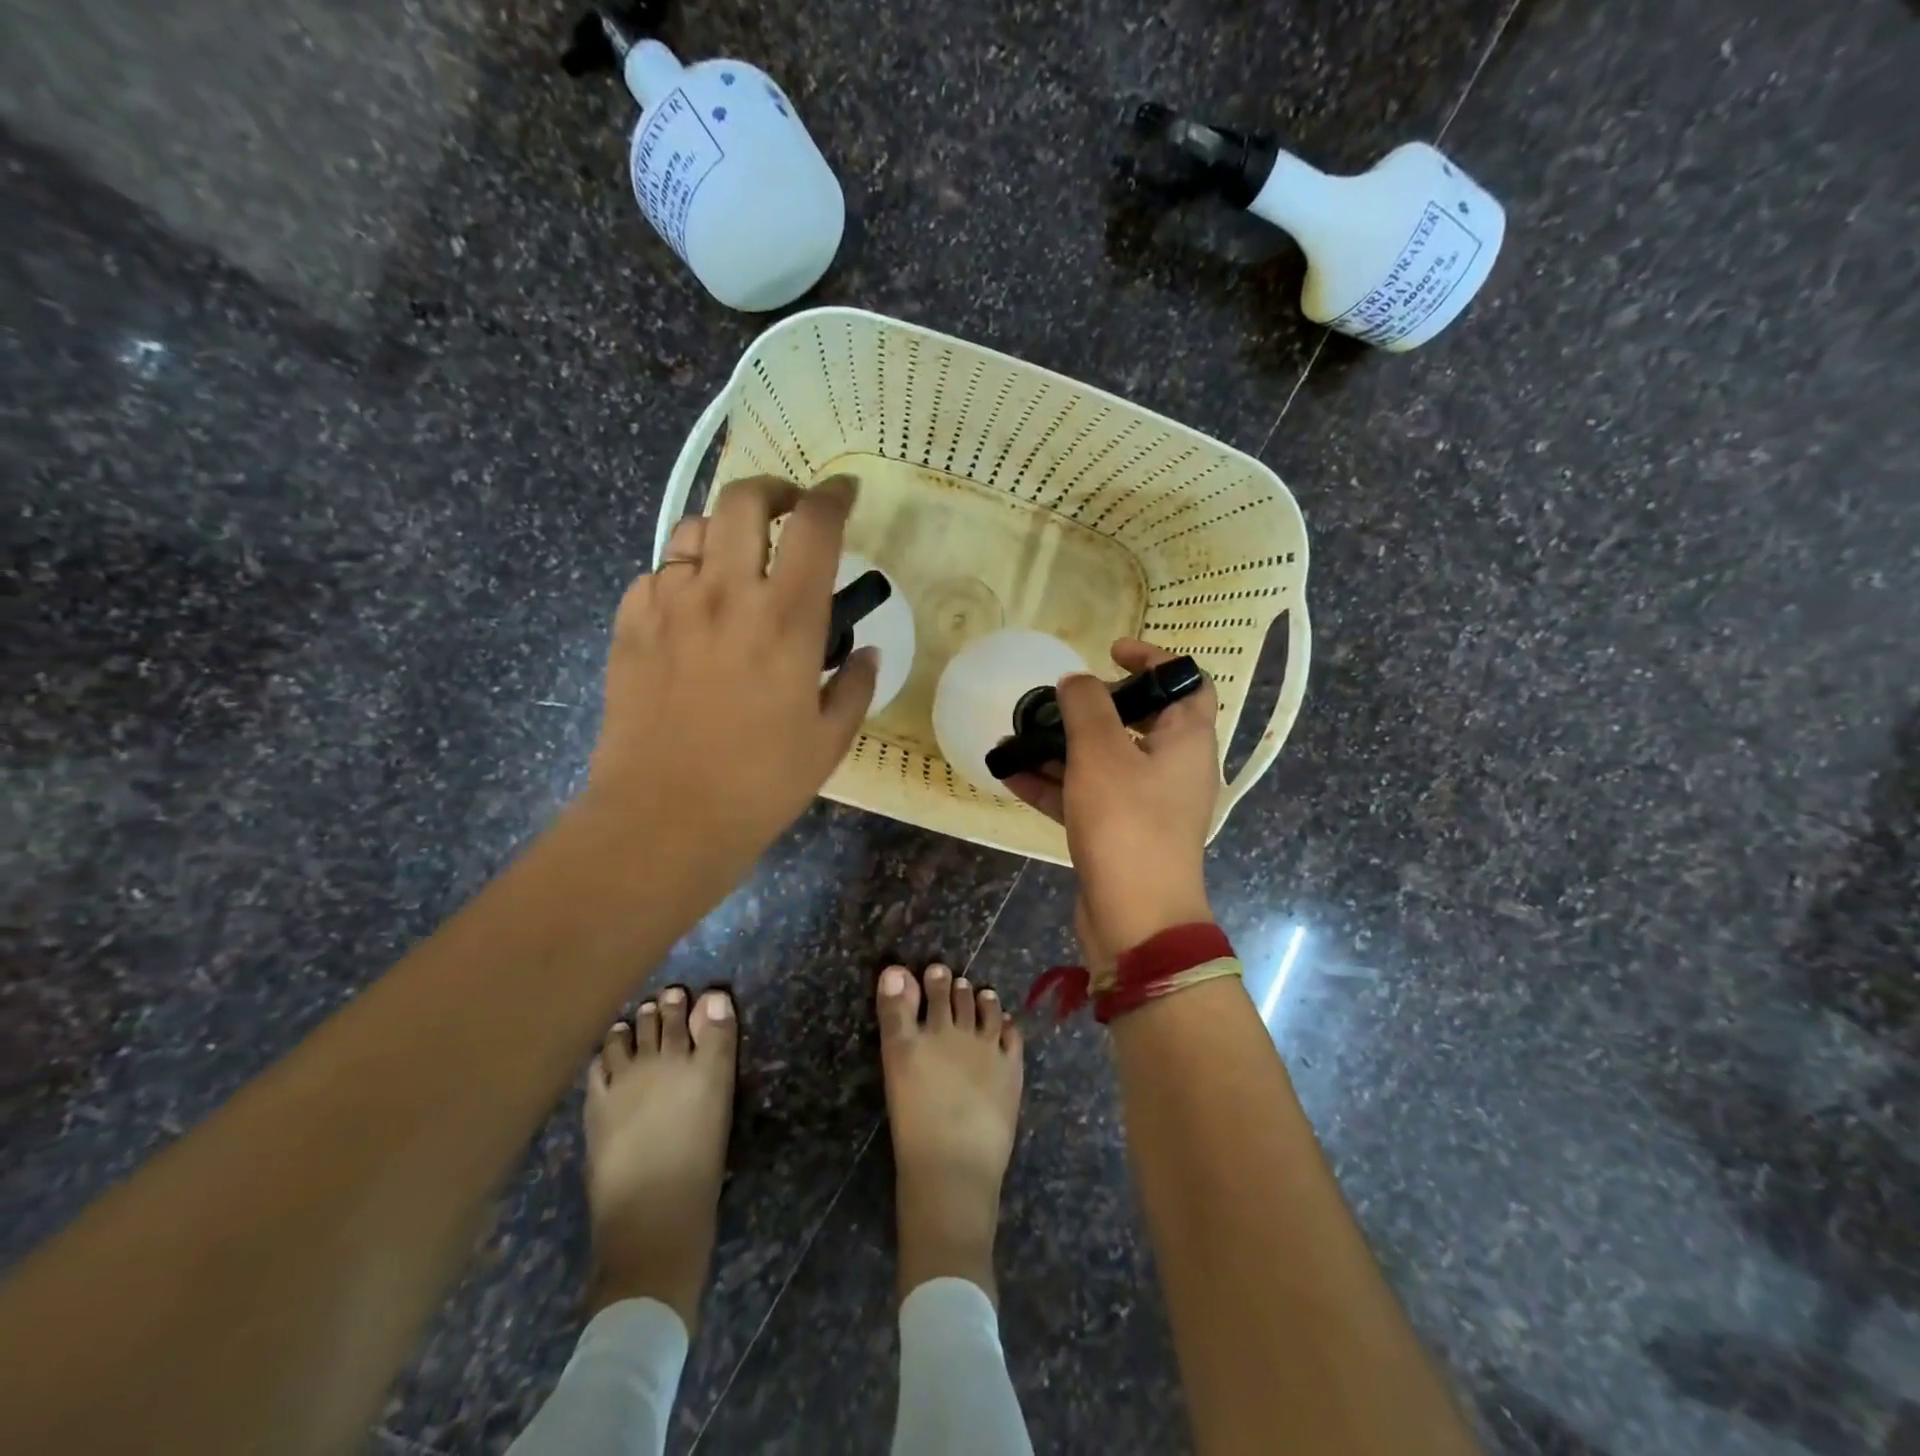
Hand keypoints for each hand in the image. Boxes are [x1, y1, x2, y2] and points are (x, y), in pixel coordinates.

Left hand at [580, 474, 876, 882]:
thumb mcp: (830, 740)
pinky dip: (680, 577)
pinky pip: (656, 574)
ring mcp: (670, 604)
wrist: (664, 817)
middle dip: (773, 491)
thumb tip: (865, 650)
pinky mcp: (630, 625)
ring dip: (724, 531)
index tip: (845, 494)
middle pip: (745, 499)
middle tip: (788, 513)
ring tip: (737, 563)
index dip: (835, 496)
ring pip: (693, 528)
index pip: (816, 526)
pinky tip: (691, 611)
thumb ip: (856, 686)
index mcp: (788, 619)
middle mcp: (728, 594)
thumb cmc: (761, 783)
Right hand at [1006, 638, 1219, 954]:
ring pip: (1103, 761)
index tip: (1110, 652)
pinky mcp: (1118, 832)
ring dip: (1061, 747)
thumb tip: (1076, 682)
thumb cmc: (1127, 823)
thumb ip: (1086, 705)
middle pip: (1138, 722)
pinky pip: (1085, 796)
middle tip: (1058, 700)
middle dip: (1092, 708)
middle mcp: (1172, 768)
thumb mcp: (1102, 753)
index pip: (1186, 683)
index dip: (1154, 660)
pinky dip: (1053, 784)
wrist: (1136, 919)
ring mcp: (1145, 804)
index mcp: (1187, 740)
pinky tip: (1009, 773)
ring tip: (1016, 736)